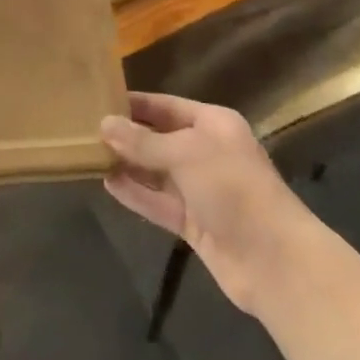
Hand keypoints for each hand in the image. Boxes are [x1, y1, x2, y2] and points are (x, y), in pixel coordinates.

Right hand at [101, 93, 316, 317]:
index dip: (135, 104)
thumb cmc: (233, 188)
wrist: (274, 260)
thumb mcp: (185, 154)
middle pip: (160, 138)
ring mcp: (200, 189)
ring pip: (156, 172)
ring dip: (128, 165)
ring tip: (89, 155)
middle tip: (86, 130)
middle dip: (128, 135)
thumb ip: (143, 141)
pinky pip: (158, 202)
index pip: (166, 106)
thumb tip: (104, 124)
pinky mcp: (194, 223)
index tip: (100, 100)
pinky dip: (136, 193)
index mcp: (213, 124)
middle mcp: (206, 152)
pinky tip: (107, 184)